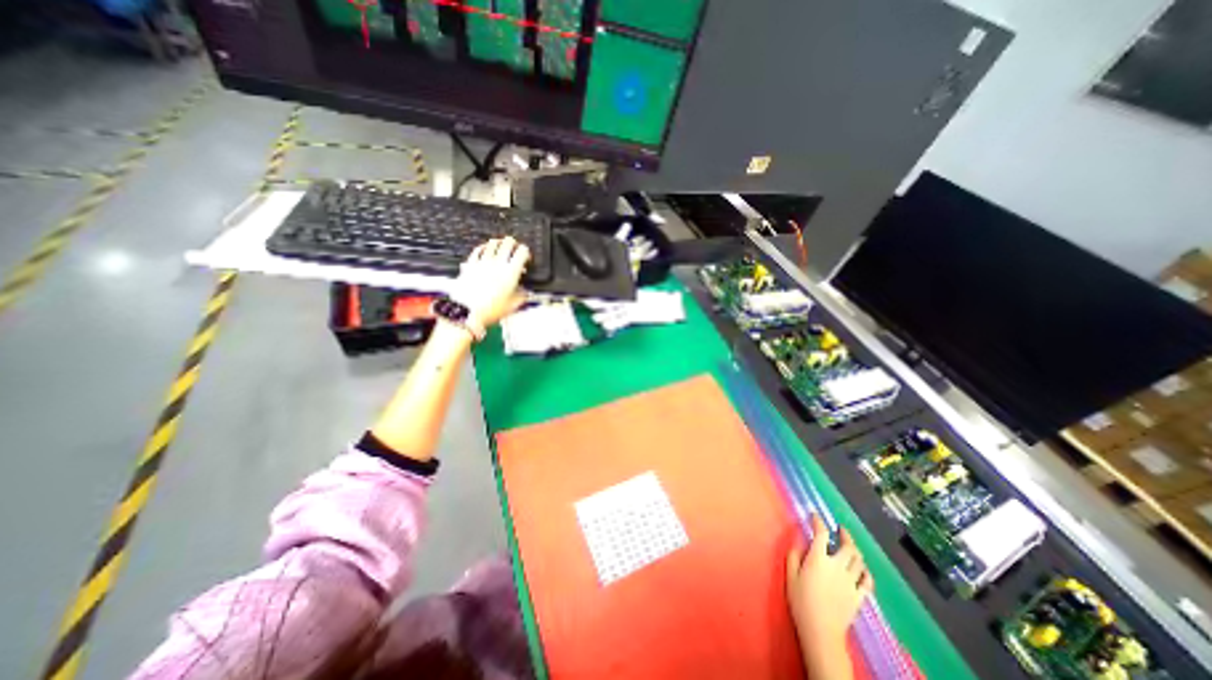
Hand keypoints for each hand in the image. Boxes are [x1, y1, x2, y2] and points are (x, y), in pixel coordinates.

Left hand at [451, 236, 527, 329]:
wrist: (467, 312)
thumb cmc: (490, 310)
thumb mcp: (513, 305)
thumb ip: (522, 295)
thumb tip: (526, 292)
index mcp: (511, 272)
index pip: (522, 252)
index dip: (526, 252)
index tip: (526, 258)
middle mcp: (497, 263)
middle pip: (508, 243)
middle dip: (513, 244)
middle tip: (514, 249)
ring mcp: (482, 262)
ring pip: (492, 243)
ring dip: (499, 243)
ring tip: (501, 246)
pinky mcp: (470, 264)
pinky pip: (478, 250)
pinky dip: (483, 248)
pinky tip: (484, 250)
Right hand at [785, 517, 871, 663]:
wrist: (821, 631)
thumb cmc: (801, 601)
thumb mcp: (790, 575)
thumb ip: (794, 555)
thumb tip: (799, 542)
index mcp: (819, 559)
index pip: (821, 534)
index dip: (818, 522)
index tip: (815, 515)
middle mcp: (837, 566)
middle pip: (848, 546)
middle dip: (845, 535)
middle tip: (840, 529)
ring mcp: (851, 582)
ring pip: (859, 561)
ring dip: (855, 550)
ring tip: (850, 545)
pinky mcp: (859, 596)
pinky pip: (867, 581)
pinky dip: (866, 572)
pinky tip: (862, 569)